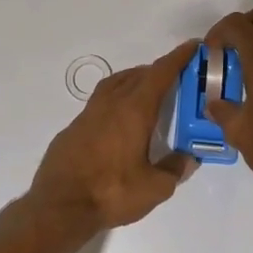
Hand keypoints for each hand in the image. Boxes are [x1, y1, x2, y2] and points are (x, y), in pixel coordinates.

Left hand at [28, 41, 198, 231]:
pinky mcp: (73, 128)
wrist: (59, 206)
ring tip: (147, 91)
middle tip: (175, 77)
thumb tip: (189, 158)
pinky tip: (119, 120)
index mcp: (134, 110)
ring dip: (134, 80)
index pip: (160, 74)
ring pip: (115, 84)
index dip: (178, 58)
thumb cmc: (112, 192)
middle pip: (138, 75)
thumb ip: (175, 169)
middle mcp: (111, 104)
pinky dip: (116, 99)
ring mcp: (88, 114)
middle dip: (158, 70)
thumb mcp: (155, 188)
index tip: (192, 47)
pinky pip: (100, 102)